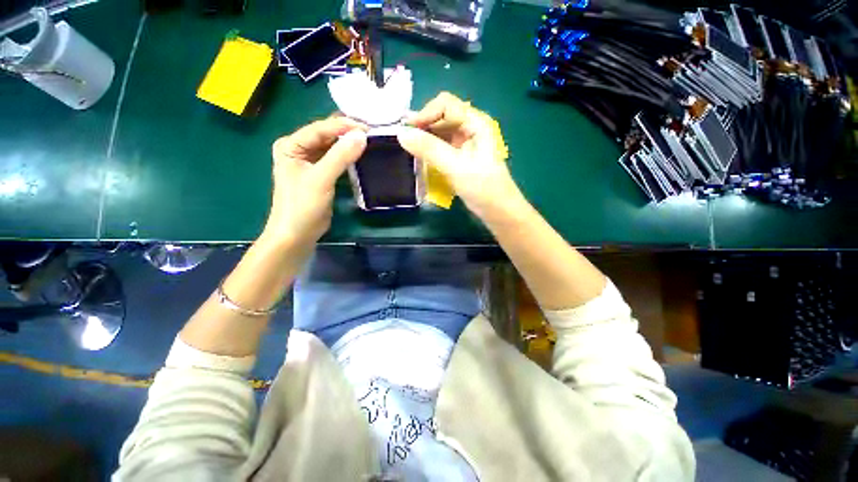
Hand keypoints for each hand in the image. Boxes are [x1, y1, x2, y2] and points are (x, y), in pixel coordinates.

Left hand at [262, 117, 366, 251]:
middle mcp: (299, 150)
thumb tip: (362, 136)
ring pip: (332, 147)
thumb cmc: (303, 205)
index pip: (319, 129)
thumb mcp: (321, 179)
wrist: (297, 234)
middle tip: (371, 132)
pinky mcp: (320, 175)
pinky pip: (336, 160)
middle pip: (326, 136)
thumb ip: (340, 156)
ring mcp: (310, 163)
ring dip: (348, 144)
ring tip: (369, 140)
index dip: (343, 126)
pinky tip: (361, 155)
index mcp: (291, 145)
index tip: (367, 127)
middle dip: (347, 133)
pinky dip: (348, 157)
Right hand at [397, 92, 523, 218]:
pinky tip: (419, 159)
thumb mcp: (456, 167)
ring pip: (438, 134)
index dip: (425, 113)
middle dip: (422, 127)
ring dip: (423, 140)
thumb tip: (401, 134)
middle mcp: (469, 130)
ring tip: (408, 151)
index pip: (445, 105)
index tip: (408, 131)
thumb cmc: (483, 187)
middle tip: (403, 142)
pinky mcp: (459, 160)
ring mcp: (463, 145)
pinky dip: (428, 152)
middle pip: (440, 118)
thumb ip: (430, 149)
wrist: (498, 211)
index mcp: (475, 123)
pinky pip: (440, 149)